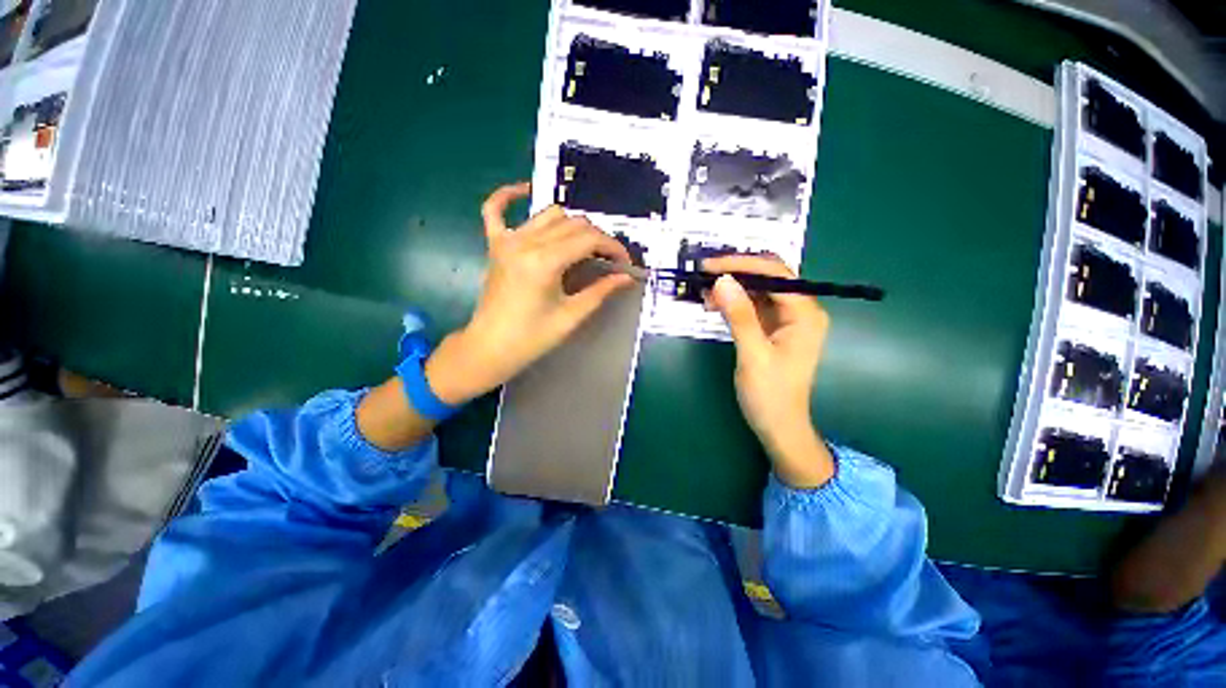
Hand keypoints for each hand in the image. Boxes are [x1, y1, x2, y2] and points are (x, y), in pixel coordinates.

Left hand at [425, 182, 633, 404]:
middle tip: (608, 261)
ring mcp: (507, 240)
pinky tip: (525, 191)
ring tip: (583, 247)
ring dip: (572, 225)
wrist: (490, 348)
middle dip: (598, 239)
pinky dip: (509, 196)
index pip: (589, 239)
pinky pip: (495, 210)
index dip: (613, 248)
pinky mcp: (494, 244)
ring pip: (548, 214)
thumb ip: (601, 291)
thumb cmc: (532, 338)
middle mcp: (526, 242)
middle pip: (573, 223)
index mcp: (545, 261)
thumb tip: (627, 277)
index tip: (626, 264)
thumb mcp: (571, 316)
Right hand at [704, 255, 834, 487]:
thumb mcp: (753, 354)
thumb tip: (722, 280)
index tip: (709, 267)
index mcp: (805, 313)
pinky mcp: (772, 328)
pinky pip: (752, 306)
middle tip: (702, 276)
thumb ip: (740, 316)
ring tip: (703, 293)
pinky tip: (714, 305)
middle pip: (768, 277)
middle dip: (735, 273)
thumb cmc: (770, 395)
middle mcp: (800, 310)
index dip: (742, 265)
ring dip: (731, 288)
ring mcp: (786, 319)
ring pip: (758, 290)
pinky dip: (733, 303)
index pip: (775, 274)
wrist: (778, 427)